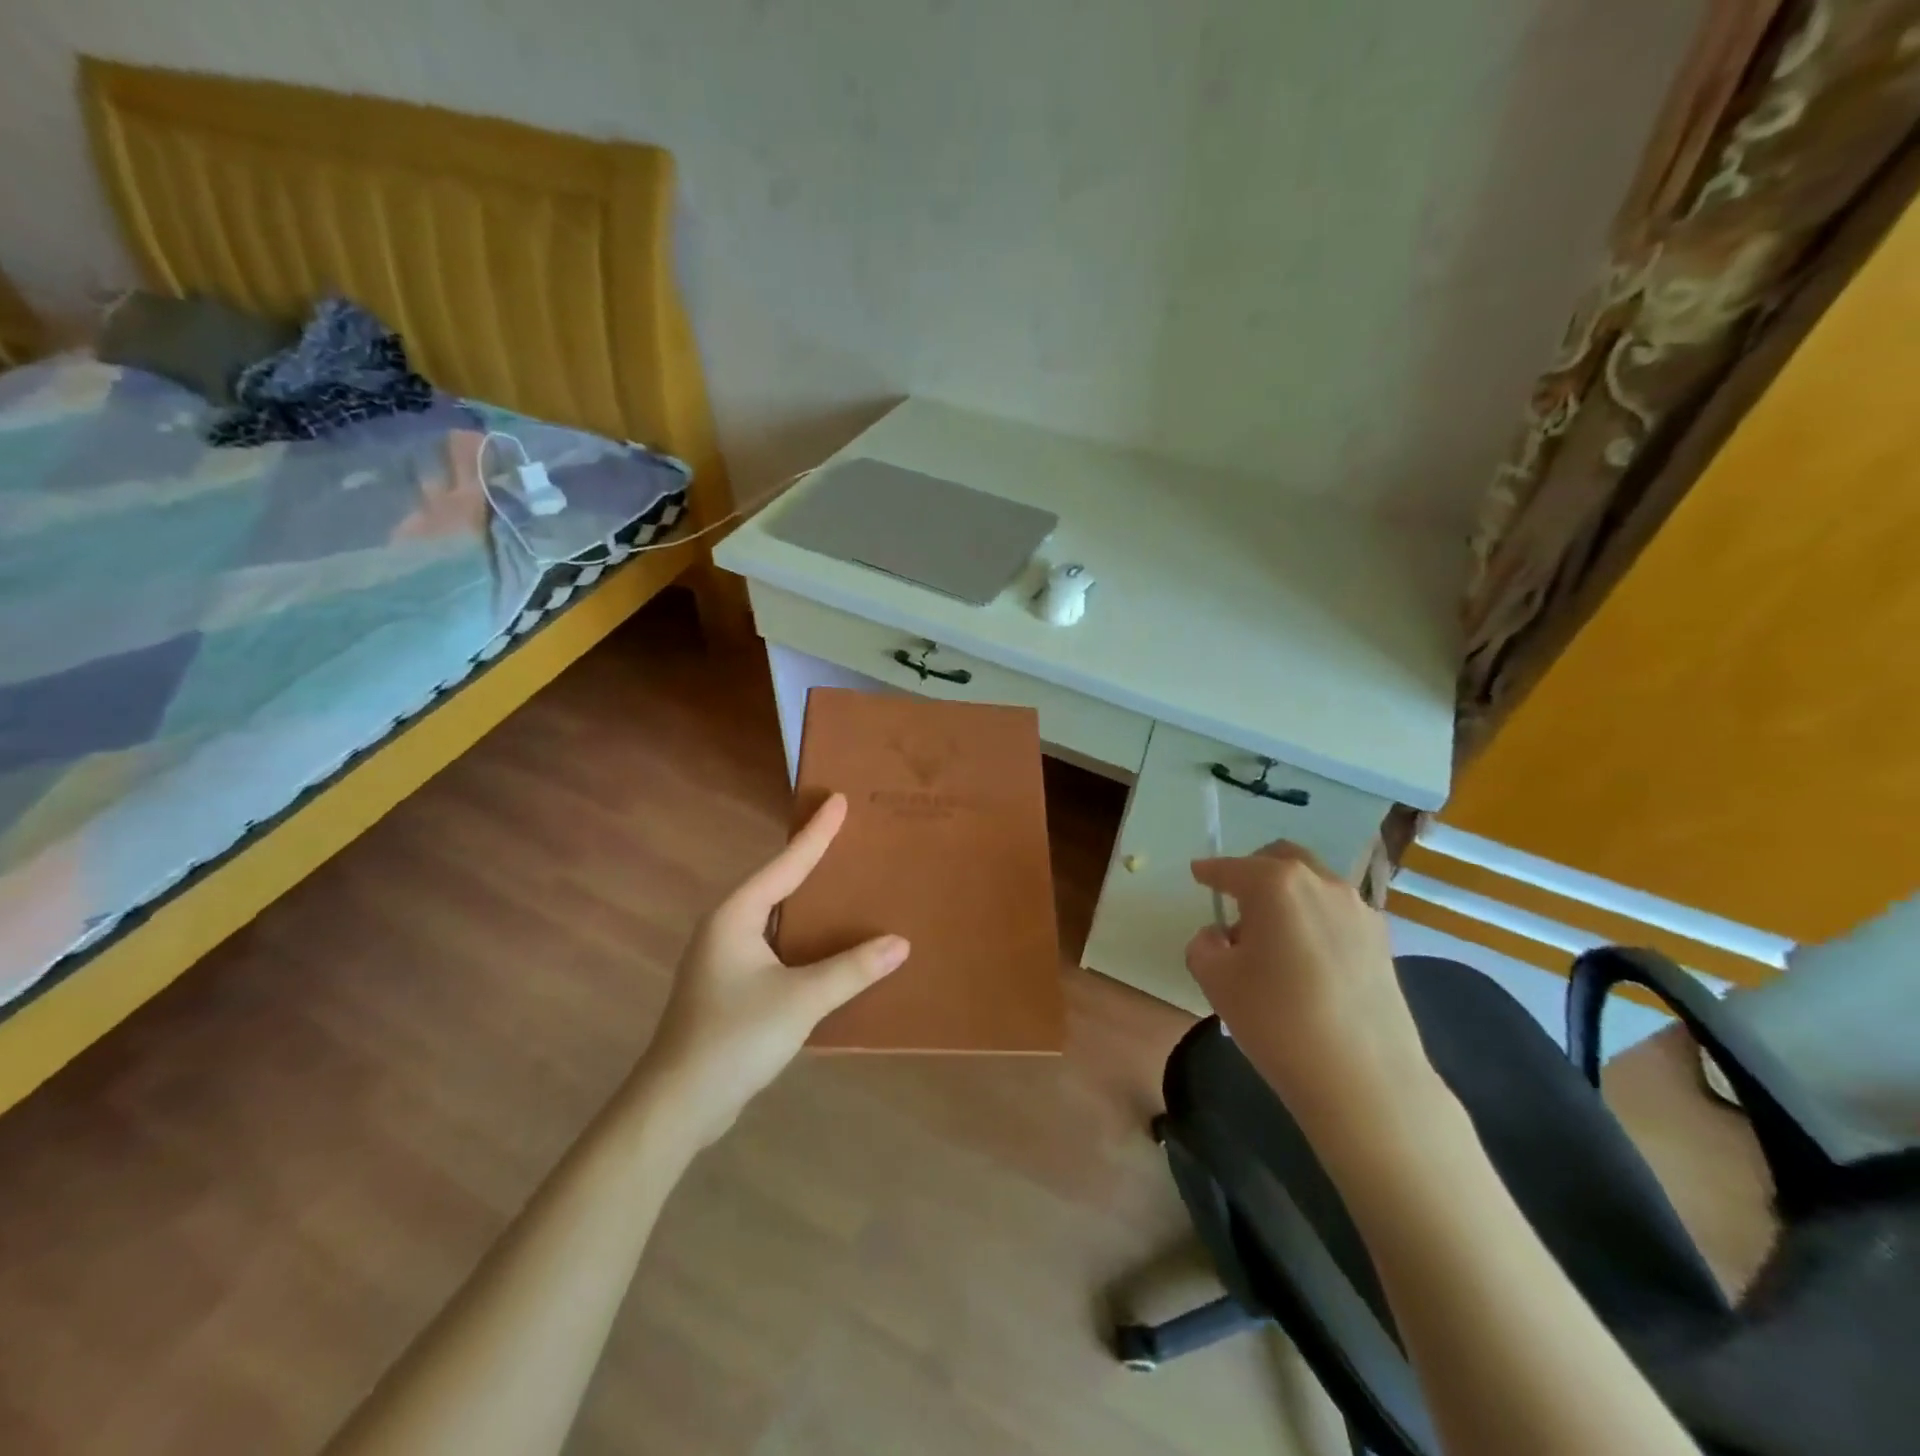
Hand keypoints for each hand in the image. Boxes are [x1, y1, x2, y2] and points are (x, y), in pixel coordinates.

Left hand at [633, 794, 908, 1149]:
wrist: (677, 1105)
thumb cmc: (734, 1038)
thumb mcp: (800, 1001)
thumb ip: (852, 970)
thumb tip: (900, 943)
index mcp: (735, 916)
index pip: (786, 863)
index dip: (816, 833)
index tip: (839, 799)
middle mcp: (726, 928)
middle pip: (777, 882)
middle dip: (810, 859)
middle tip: (847, 834)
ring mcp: (724, 959)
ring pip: (775, 916)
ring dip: (807, 901)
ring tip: (844, 883)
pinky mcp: (729, 987)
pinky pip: (774, 945)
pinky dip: (801, 937)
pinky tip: (826, 945)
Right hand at [1186, 842, 1435, 1136]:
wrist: (1365, 1079)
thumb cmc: (1278, 1020)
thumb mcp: (1216, 981)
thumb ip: (1205, 946)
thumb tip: (1221, 936)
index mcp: (1275, 884)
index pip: (1232, 868)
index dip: (1210, 872)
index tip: (1198, 874)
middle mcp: (1321, 883)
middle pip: (1281, 860)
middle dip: (1254, 872)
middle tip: (1236, 900)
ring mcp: (1359, 911)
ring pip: (1313, 885)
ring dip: (1287, 897)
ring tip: (1272, 939)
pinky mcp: (1383, 942)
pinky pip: (1337, 914)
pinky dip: (1314, 920)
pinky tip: (1307, 959)